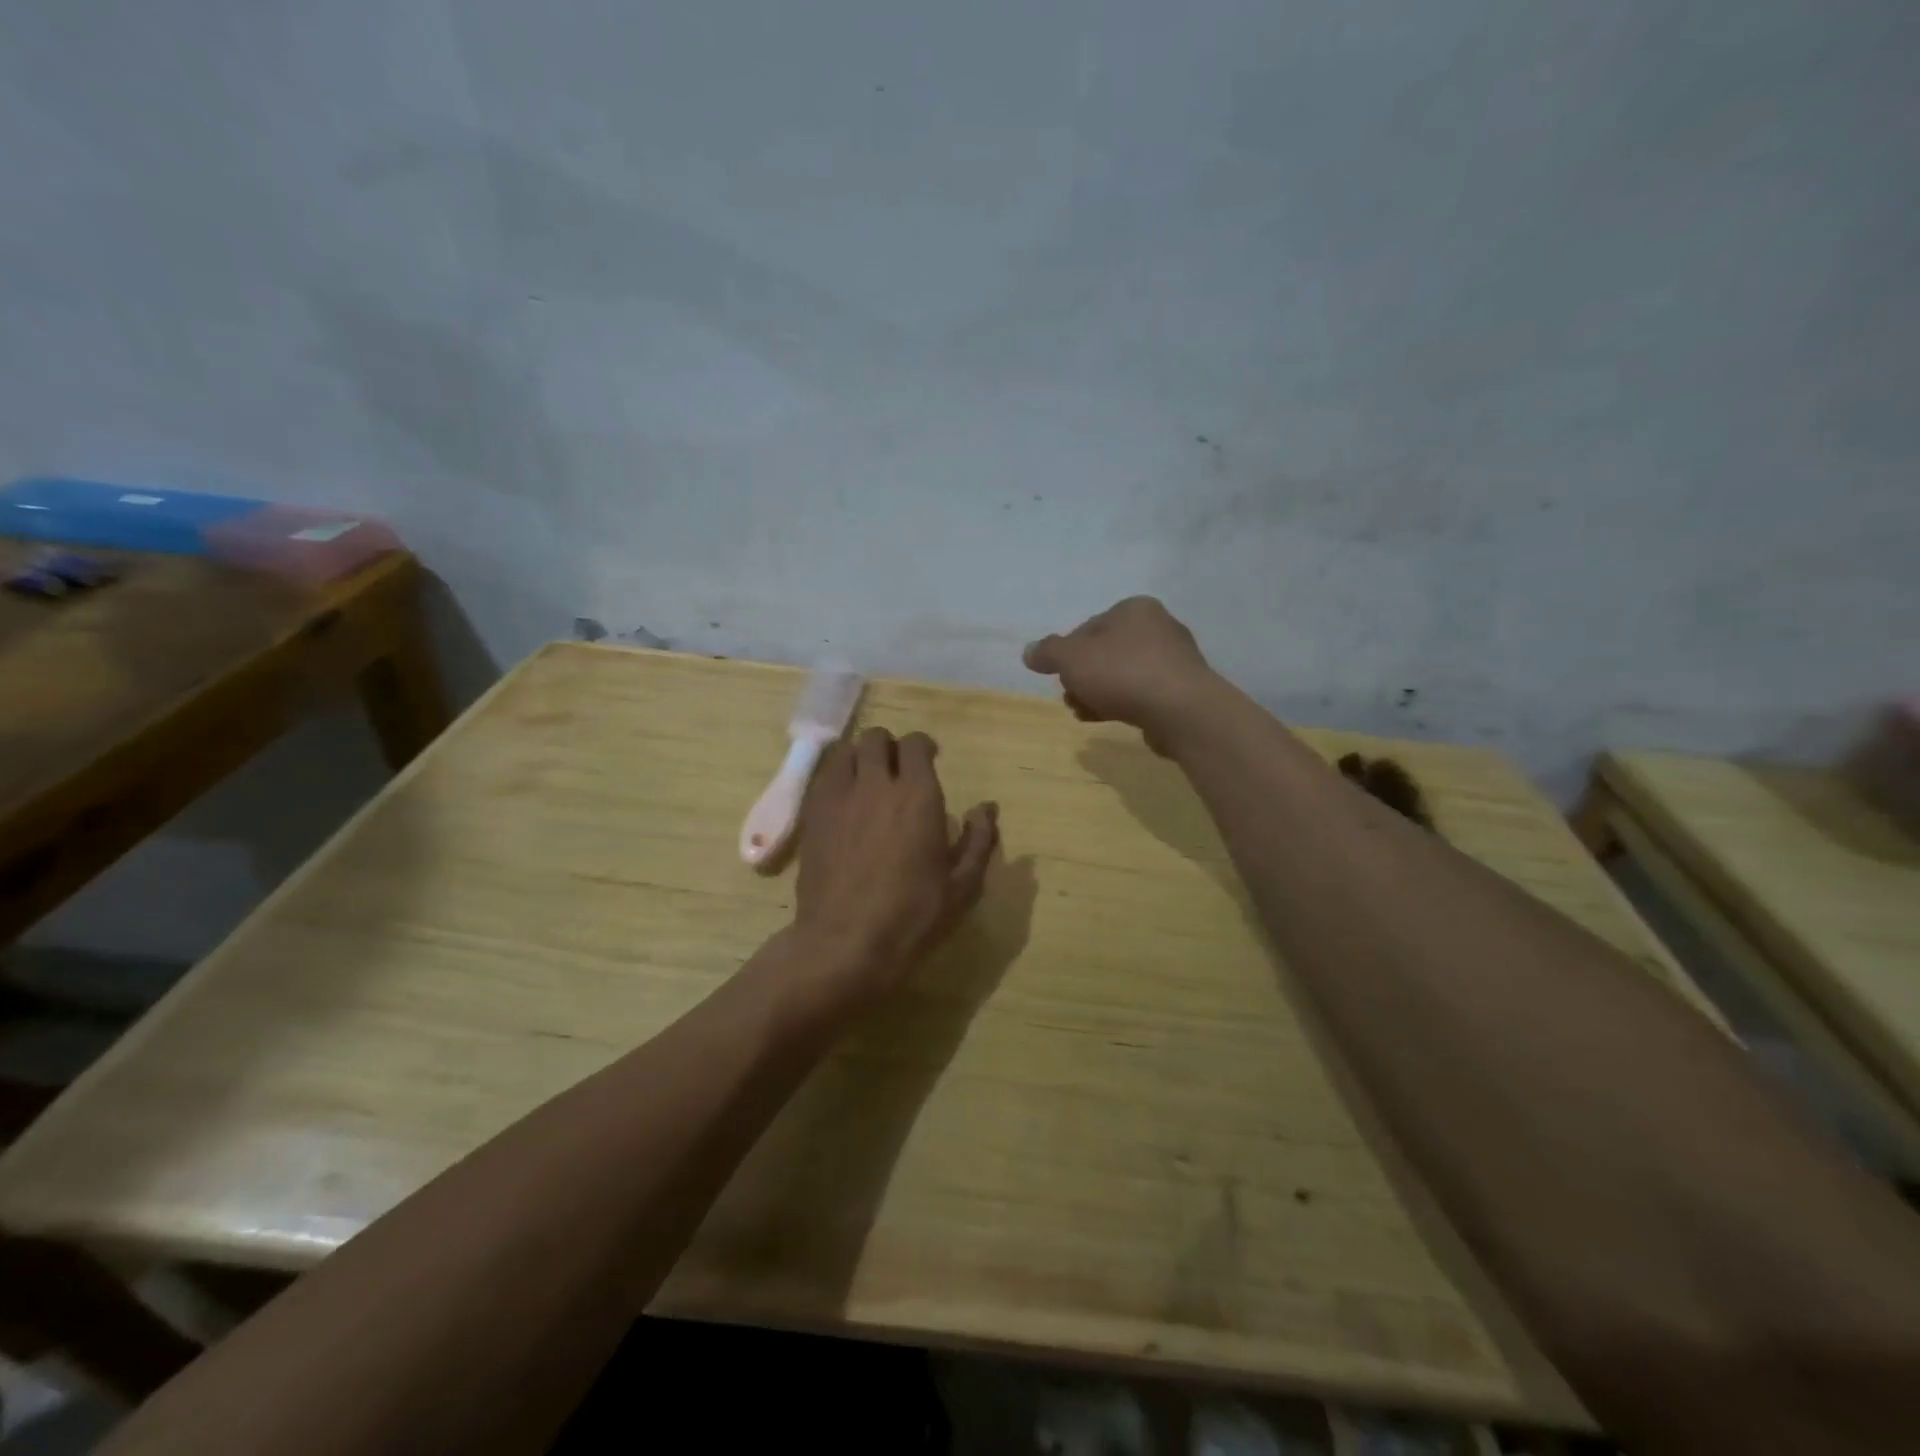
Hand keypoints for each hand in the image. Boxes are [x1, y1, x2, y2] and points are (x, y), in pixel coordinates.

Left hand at [794, 727, 999, 995]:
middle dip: (889, 747)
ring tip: (867, 779)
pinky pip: (822, 776)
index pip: (915, 744)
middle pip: (876, 738)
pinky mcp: (812, 815)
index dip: (923, 747)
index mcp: (917, 796)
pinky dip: (836, 777)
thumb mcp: (962, 886)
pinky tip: (844, 800)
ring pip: (845, 751)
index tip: (929, 761)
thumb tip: (987, 809)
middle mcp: (876, 784)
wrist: (845, 942)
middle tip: (897, 769)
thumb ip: (978, 840)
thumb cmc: (912, 916)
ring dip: (859, 757)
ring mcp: (838, 797)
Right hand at [1023, 597, 1216, 748]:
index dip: (1067, 653)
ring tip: (1082, 712)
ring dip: (1097, 693)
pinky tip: (1104, 719)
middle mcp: (1158, 627)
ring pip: (1122, 675)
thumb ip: (1048, 652)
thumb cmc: (1122, 673)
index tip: (1059, 676)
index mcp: (1134, 609)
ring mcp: (1174, 660)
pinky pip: (1141, 693)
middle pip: (1105, 652)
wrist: (1180, 711)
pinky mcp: (1181, 690)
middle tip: (1069, 697)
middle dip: (1082, 677)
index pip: (1088, 627)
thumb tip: (1029, 651)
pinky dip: (1121, 703)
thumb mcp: (1072, 658)